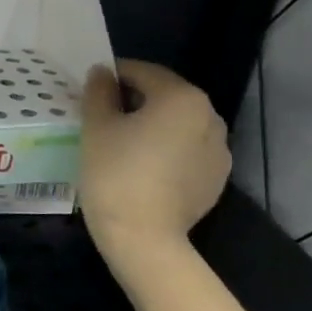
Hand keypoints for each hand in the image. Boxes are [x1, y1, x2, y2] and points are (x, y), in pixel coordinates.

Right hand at [78, 60, 229, 261]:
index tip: (92, 88)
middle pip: (166, 97)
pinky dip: (167, 151)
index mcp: (182, 98)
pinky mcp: (216, 179)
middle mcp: (210, 117)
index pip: (144, 72)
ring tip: (124, 144)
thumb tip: (102, 73)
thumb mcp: (97, 127)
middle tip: (103, 116)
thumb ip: (100, 92)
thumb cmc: (115, 173)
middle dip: (135, 101)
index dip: (114, 75)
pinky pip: (187, 152)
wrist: (143, 237)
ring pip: (178, 126)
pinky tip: (143, 168)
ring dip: (153, 126)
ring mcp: (219, 150)